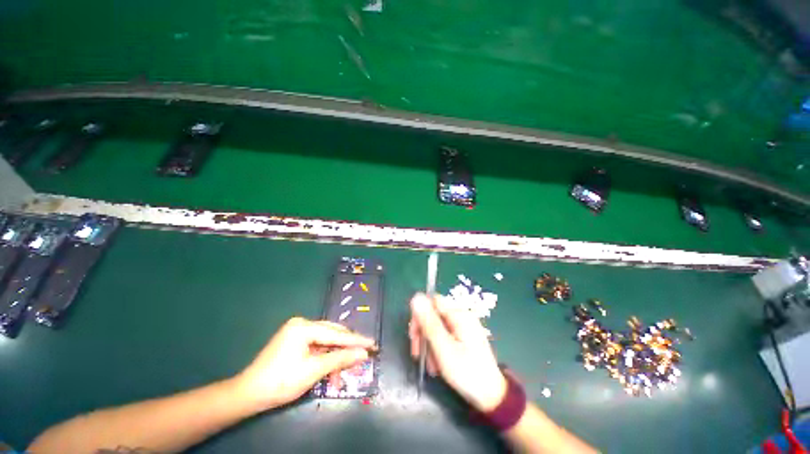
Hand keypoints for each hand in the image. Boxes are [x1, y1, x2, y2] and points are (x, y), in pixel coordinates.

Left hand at [234, 317, 374, 411]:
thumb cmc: (281, 381)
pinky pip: (317, 348)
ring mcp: (297, 333)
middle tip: (363, 357)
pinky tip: (330, 373)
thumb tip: (363, 354)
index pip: (336, 333)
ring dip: (335, 358)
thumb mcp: (313, 371)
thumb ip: (340, 359)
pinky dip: (325, 359)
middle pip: (332, 335)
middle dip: (346, 349)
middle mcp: (302, 324)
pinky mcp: (295, 342)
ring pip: (326, 343)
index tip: (373, 344)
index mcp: (304, 327)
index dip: (356, 340)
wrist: (248, 394)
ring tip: (343, 374)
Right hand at [409, 293, 506, 411]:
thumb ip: (429, 322)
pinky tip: (437, 365)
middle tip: (417, 353)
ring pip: (437, 327)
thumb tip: (416, 297)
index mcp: (459, 315)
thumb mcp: (444, 348)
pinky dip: (437, 348)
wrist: (491, 396)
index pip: (432, 301)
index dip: (420, 314)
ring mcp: (463, 327)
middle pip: (434, 314)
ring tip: (430, 366)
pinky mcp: (463, 337)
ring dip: (429, 344)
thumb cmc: (467, 372)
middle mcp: (461, 316)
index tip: (413, 335)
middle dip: (423, 333)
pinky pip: (444, 335)